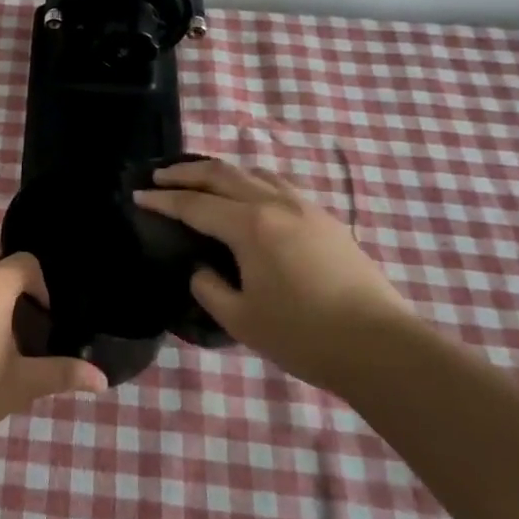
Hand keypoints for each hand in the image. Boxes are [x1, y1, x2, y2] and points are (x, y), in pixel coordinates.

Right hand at [135, 158, 419, 390]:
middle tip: (159, 175)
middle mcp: (275, 204)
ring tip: (202, 179)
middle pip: (222, 175)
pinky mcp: (326, 219)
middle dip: (186, 173)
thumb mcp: (240, 319)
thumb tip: (202, 269)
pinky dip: (253, 180)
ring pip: (254, 172)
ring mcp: (305, 207)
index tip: (137, 195)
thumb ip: (209, 288)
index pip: (194, 205)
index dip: (162, 200)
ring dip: (222, 172)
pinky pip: (279, 184)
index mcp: (250, 226)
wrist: (380, 347)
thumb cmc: (303, 336)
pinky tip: (251, 194)